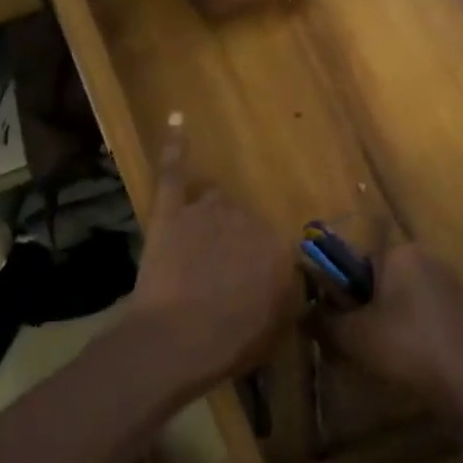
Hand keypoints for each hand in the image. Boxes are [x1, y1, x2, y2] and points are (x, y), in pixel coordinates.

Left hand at [124, 125, 299, 393]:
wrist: (174, 342)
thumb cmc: (229, 343)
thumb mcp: (275, 330)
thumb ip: (286, 299)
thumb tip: (291, 285)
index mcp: (279, 248)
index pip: (276, 246)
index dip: (258, 270)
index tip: (246, 289)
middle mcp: (249, 220)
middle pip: (246, 221)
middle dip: (234, 245)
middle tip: (217, 278)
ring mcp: (208, 211)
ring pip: (217, 200)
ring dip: (211, 217)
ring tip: (197, 247)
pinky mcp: (171, 210)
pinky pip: (174, 170)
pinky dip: (175, 145)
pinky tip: (177, 119)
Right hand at [317, 244, 462, 410]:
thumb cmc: (404, 348)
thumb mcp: (350, 336)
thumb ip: (321, 319)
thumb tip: (305, 312)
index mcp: (401, 254)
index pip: (358, 264)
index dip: (345, 295)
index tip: (344, 324)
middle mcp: (431, 259)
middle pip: (385, 281)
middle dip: (371, 308)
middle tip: (364, 343)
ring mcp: (457, 285)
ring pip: (411, 299)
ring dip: (397, 320)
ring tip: (392, 357)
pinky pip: (436, 317)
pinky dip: (424, 332)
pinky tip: (422, 361)